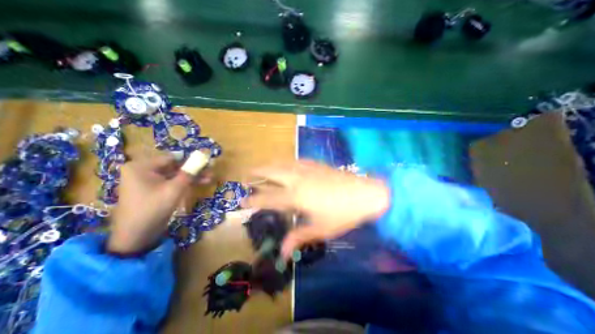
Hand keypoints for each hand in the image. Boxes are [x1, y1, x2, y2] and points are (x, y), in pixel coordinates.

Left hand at [108, 155, 210, 255]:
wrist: (137, 235)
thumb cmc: (153, 208)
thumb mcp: (175, 189)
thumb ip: (189, 172)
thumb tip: (203, 158)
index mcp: (142, 166)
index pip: (172, 157)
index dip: (191, 159)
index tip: (207, 162)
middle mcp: (144, 170)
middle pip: (175, 166)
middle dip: (193, 169)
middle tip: (210, 170)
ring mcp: (149, 180)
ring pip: (175, 174)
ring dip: (192, 176)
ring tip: (210, 178)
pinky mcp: (154, 189)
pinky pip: (172, 182)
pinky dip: (185, 183)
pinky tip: (201, 183)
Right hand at [241, 161, 391, 259]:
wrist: (366, 193)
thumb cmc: (343, 214)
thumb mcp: (320, 229)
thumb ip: (298, 237)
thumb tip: (282, 254)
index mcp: (296, 197)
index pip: (268, 198)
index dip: (253, 200)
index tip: (241, 201)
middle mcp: (297, 179)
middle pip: (271, 172)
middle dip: (256, 172)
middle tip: (246, 174)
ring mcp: (306, 169)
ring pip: (281, 163)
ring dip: (269, 165)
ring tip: (260, 167)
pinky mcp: (315, 164)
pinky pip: (295, 160)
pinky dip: (285, 162)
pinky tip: (285, 164)